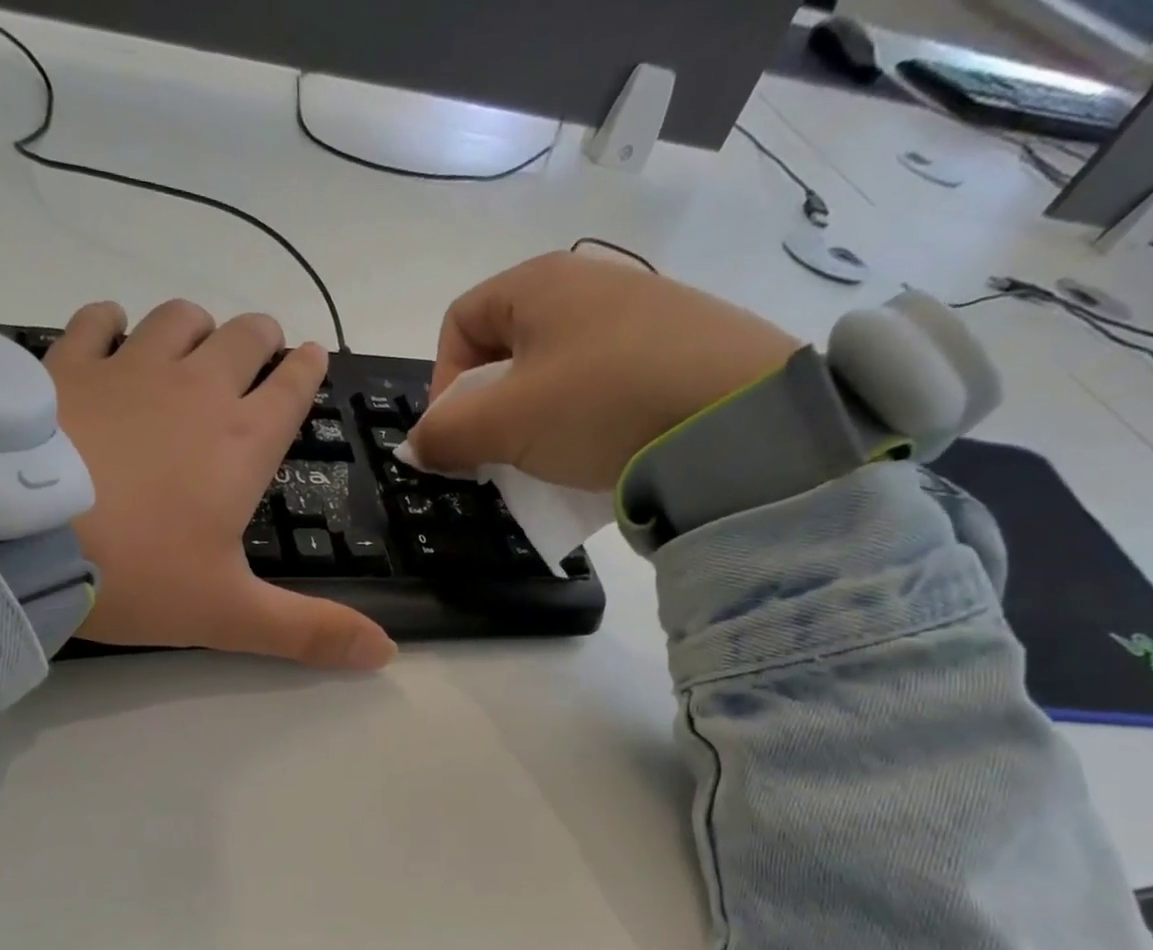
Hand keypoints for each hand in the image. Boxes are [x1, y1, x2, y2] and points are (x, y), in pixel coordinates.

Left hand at [45, 300, 394, 670]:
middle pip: (242, 338)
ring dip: (196, 327)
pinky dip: (112, 323)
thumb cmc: (138, 575)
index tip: (312, 357)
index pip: (291, 388)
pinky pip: (98, 320)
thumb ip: (308, 632)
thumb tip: (387, 655)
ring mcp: (127, 368)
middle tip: (262, 351)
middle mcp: (194, 390)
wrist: (19, 538)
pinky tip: (111, 334)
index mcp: (242, 443)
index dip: (307, 370)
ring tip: (196, 343)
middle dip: (261, 339)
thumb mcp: (229, 614)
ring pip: (177, 319)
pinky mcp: (65, 364)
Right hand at [406, 253, 799, 492]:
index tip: (455, 437)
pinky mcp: (674, 353)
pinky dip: (582, 423)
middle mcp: (587, 285)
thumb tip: (415, 445)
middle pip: (506, 350)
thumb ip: (448, 434)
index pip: (459, 322)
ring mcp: (637, 317)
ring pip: (554, 373)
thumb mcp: (507, 423)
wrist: (738, 417)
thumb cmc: (600, 404)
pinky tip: (597, 455)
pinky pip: (602, 388)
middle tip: (497, 457)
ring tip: (547, 463)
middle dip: (488, 410)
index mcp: (538, 283)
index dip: (442, 383)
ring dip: (533, 423)